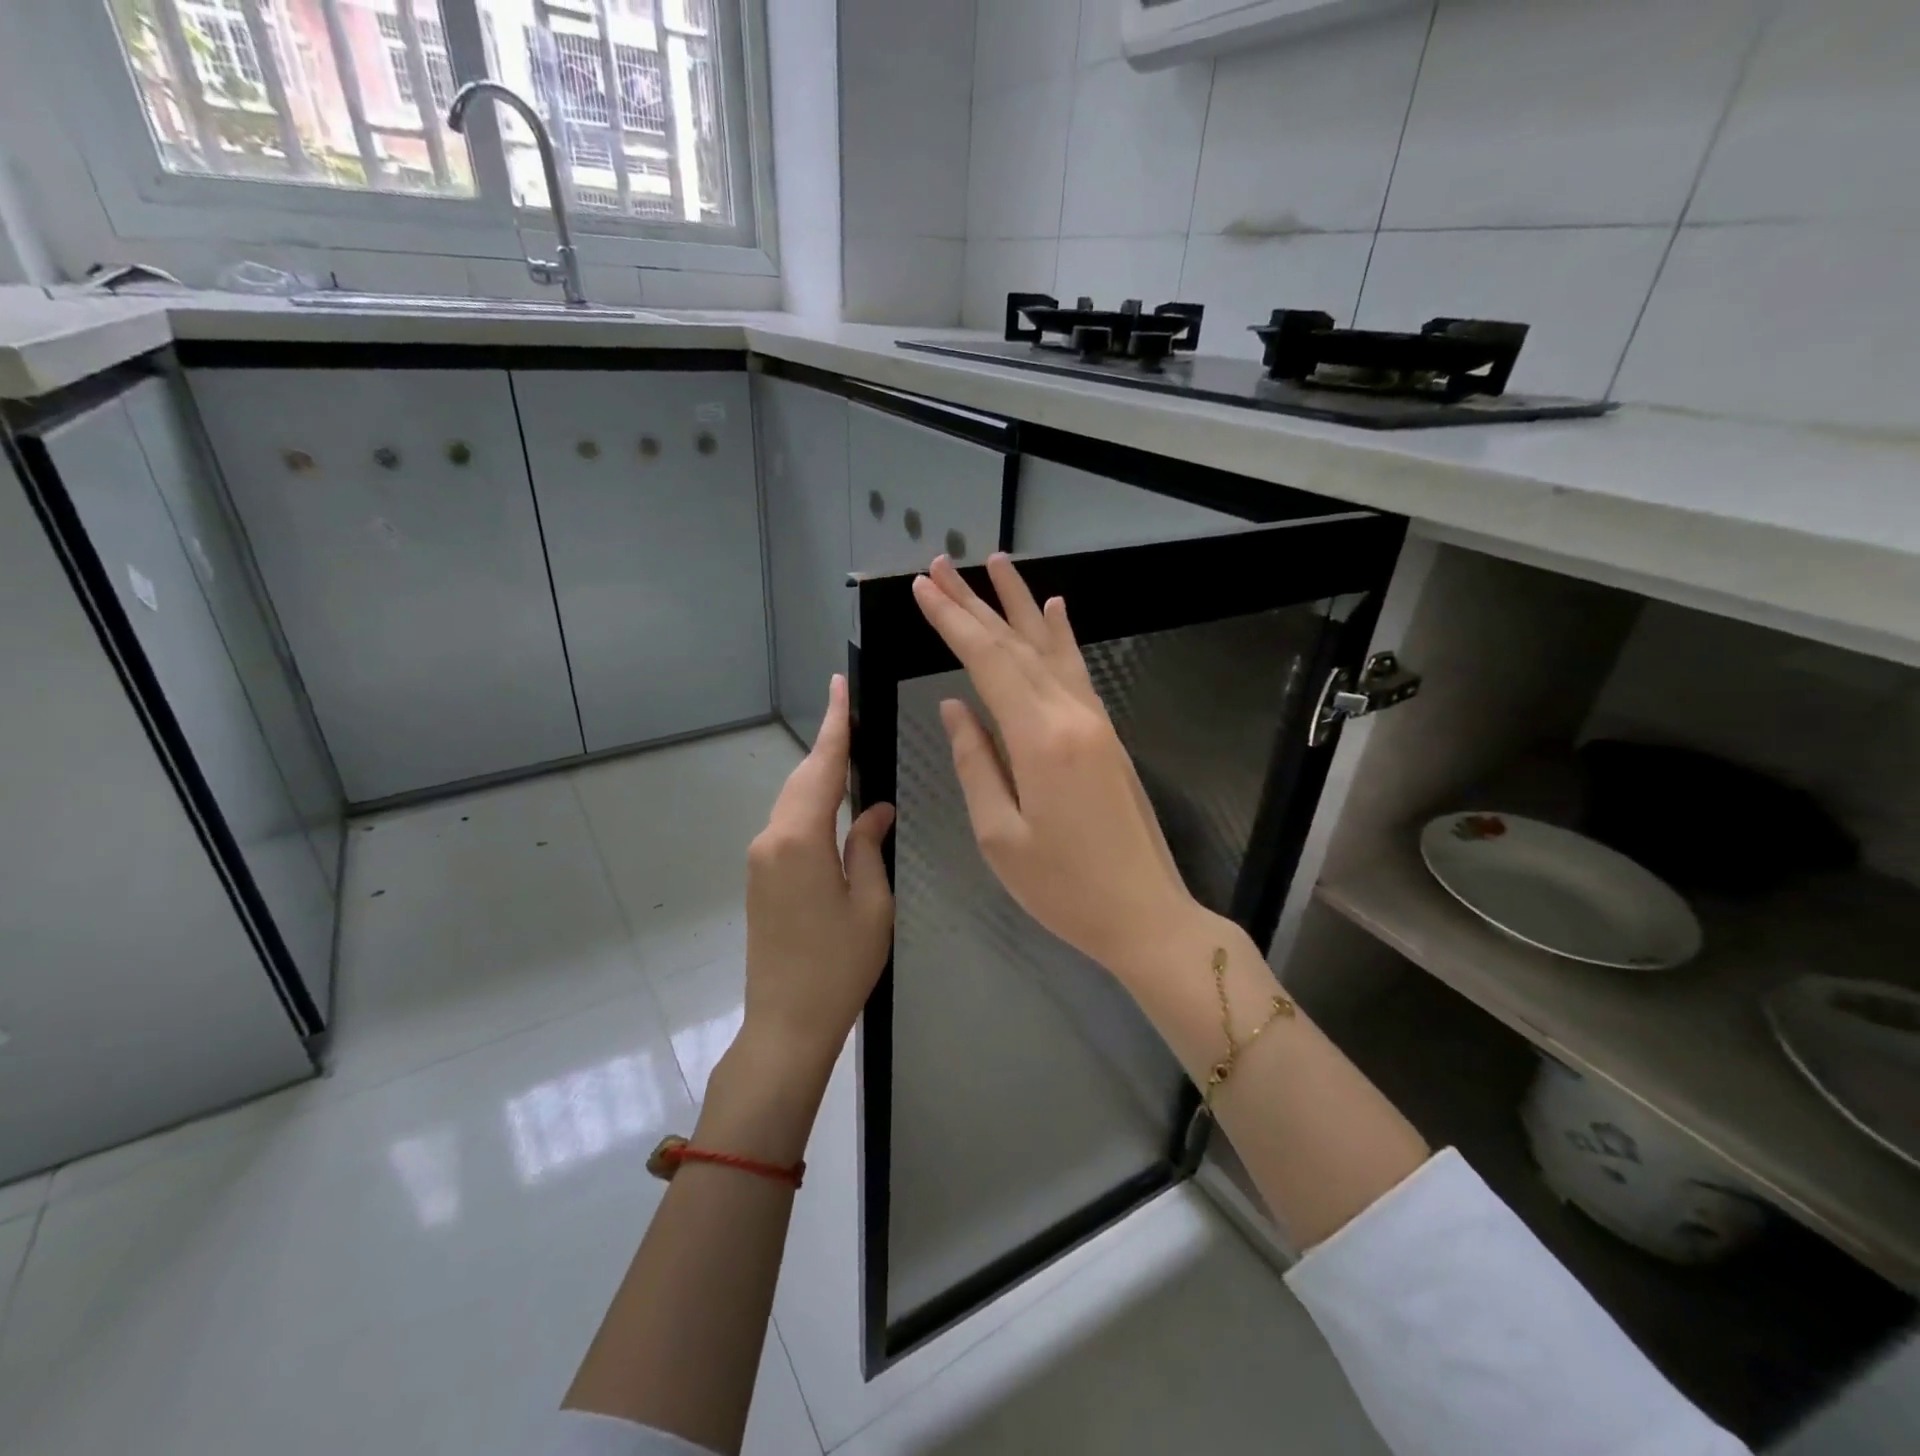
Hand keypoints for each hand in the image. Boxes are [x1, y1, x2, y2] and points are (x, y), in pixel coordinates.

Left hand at [740, 674, 894, 1078]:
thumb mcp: (872, 904)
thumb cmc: (839, 967)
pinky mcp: (760, 877)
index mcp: (800, 839)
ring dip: (821, 776)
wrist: (785, 1024)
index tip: (839, 684)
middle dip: (829, 746)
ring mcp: (760, 859)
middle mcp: (771, 839)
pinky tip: (835, 805)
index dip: (834, 724)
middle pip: (804, 779)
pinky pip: (789, 825)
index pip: (823, 767)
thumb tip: (875, 811)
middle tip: (855, 715)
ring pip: (794, 801)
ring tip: (852, 752)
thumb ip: (869, 847)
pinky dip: (812, 805)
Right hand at [911, 554, 1199, 979]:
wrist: (1146, 914)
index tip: (923, 589)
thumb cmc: (1064, 887)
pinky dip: (1061, 636)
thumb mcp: (1000, 835)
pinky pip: (1077, 670)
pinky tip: (1055, 609)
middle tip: (940, 565)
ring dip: (1018, 604)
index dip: (951, 622)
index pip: (987, 662)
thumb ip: (975, 763)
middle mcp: (1071, 714)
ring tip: (995, 563)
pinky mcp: (1107, 734)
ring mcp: (1095, 720)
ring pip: (1049, 648)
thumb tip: (954, 708)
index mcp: (1039, 738)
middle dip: (974, 602)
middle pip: (1015, 645)